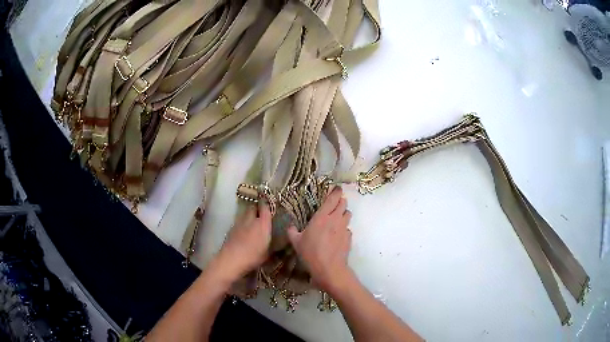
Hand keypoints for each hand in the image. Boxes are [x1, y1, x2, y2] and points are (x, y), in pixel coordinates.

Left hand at [215, 204, 271, 280]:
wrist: (231, 259)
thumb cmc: (253, 257)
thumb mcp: (268, 253)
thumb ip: (272, 244)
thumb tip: (276, 241)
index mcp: (262, 224)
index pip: (265, 208)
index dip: (267, 205)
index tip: (270, 205)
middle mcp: (251, 220)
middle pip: (253, 207)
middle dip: (257, 208)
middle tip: (261, 214)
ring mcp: (239, 223)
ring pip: (244, 214)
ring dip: (249, 216)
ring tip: (252, 222)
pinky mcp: (231, 228)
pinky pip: (238, 222)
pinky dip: (242, 224)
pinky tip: (243, 231)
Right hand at [287, 187, 352, 293]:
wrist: (329, 268)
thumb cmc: (310, 253)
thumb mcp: (296, 242)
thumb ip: (292, 232)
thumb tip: (290, 227)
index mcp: (322, 217)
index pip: (333, 198)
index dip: (336, 191)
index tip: (336, 188)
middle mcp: (335, 219)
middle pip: (343, 203)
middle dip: (340, 201)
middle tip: (334, 204)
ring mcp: (344, 228)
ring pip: (348, 214)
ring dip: (343, 213)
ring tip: (337, 219)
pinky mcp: (349, 237)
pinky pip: (348, 228)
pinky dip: (344, 229)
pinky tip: (338, 235)